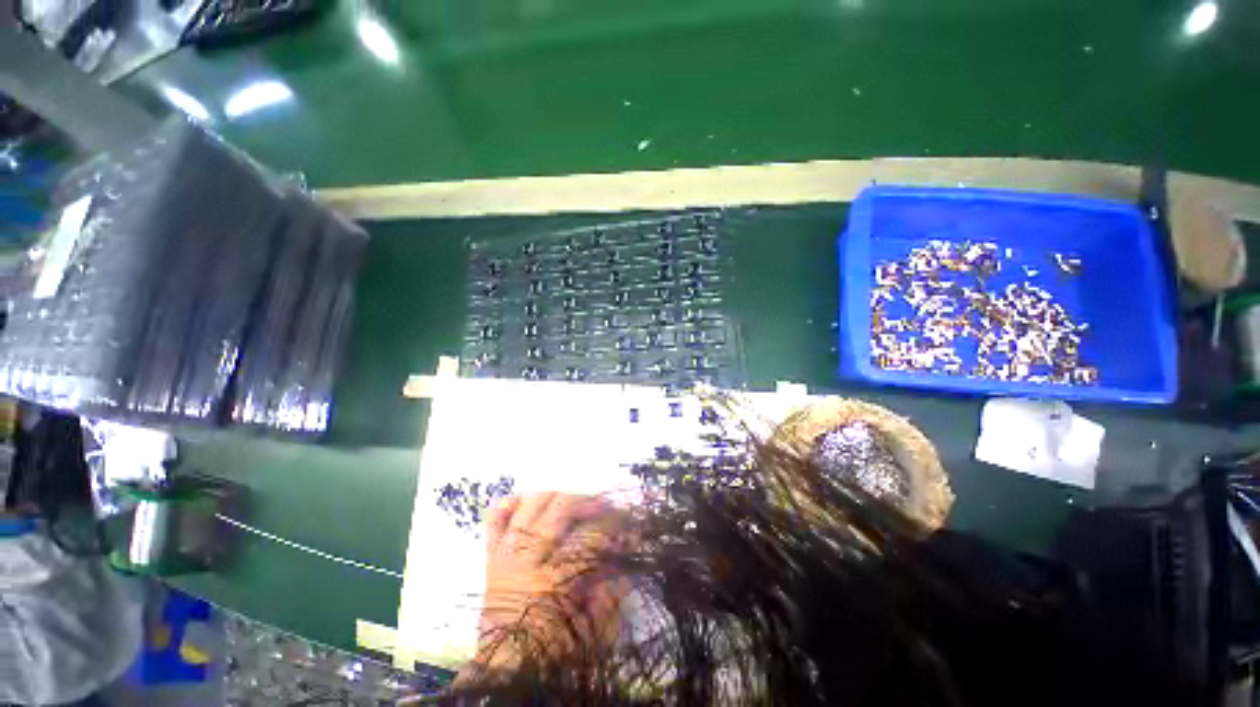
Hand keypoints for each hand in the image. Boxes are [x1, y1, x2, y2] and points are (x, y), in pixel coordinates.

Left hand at [464, 493, 628, 679]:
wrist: (502, 671)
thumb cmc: (550, 654)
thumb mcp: (589, 634)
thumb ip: (610, 597)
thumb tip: (627, 562)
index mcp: (553, 582)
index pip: (589, 538)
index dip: (613, 526)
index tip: (628, 523)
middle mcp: (527, 560)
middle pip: (560, 510)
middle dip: (588, 501)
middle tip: (605, 503)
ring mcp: (506, 554)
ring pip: (531, 505)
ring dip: (557, 495)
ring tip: (574, 500)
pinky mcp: (491, 555)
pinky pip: (495, 518)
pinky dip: (511, 503)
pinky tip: (529, 500)